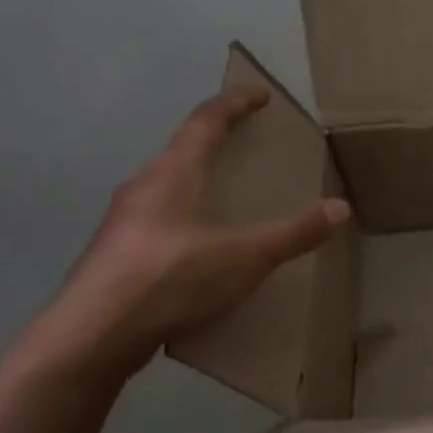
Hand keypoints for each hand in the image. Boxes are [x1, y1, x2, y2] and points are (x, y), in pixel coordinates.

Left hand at [41, 88, 349, 376]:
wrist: (90, 338)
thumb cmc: (170, 278)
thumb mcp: (245, 256)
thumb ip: (294, 232)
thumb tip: (341, 208)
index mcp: (172, 174)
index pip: (205, 121)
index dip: (234, 103)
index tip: (260, 94)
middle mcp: (143, 188)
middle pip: (182, 151)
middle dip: (216, 143)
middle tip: (248, 147)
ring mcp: (124, 224)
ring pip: (168, 189)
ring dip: (198, 182)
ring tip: (228, 198)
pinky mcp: (117, 257)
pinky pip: (160, 222)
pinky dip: (187, 219)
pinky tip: (203, 251)